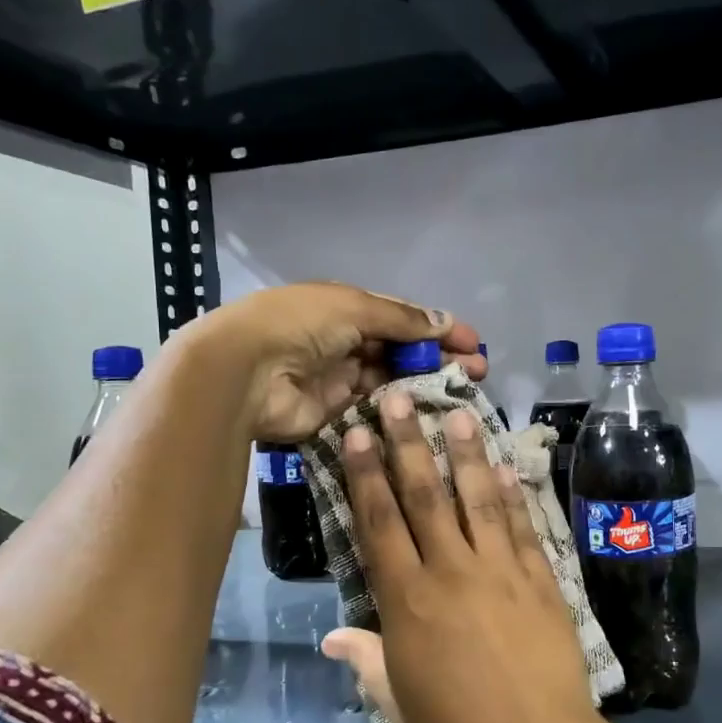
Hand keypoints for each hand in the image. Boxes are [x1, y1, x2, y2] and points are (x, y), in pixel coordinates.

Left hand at [184, 283, 483, 442]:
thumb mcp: (354, 307)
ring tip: (465, 393)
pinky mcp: (335, 415)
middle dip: (439, 358)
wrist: (243, 372)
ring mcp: (340, 380)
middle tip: (478, 371)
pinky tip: (432, 415)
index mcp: (346, 309)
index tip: (473, 342)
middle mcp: (345, 342)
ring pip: (393, 382)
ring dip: (426, 385)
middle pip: (401, 351)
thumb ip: (401, 319)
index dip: (437, 328)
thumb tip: (445, 320)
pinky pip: (375, 411)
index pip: (402, 318)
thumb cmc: (299, 325)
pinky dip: (402, 411)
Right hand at [323, 396, 622, 722]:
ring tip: (458, 411)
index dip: (366, 474)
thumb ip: (366, 660)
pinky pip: (524, 526)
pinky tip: (508, 464)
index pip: (379, 522)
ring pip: (479, 498)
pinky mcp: (542, 580)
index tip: (357, 433)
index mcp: (407, 602)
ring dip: (466, 452)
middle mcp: (451, 572)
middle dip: (409, 442)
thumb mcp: (398, 703)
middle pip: (425, 495)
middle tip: (399, 397)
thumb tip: (332, 636)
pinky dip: (515, 493)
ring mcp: (502, 571)